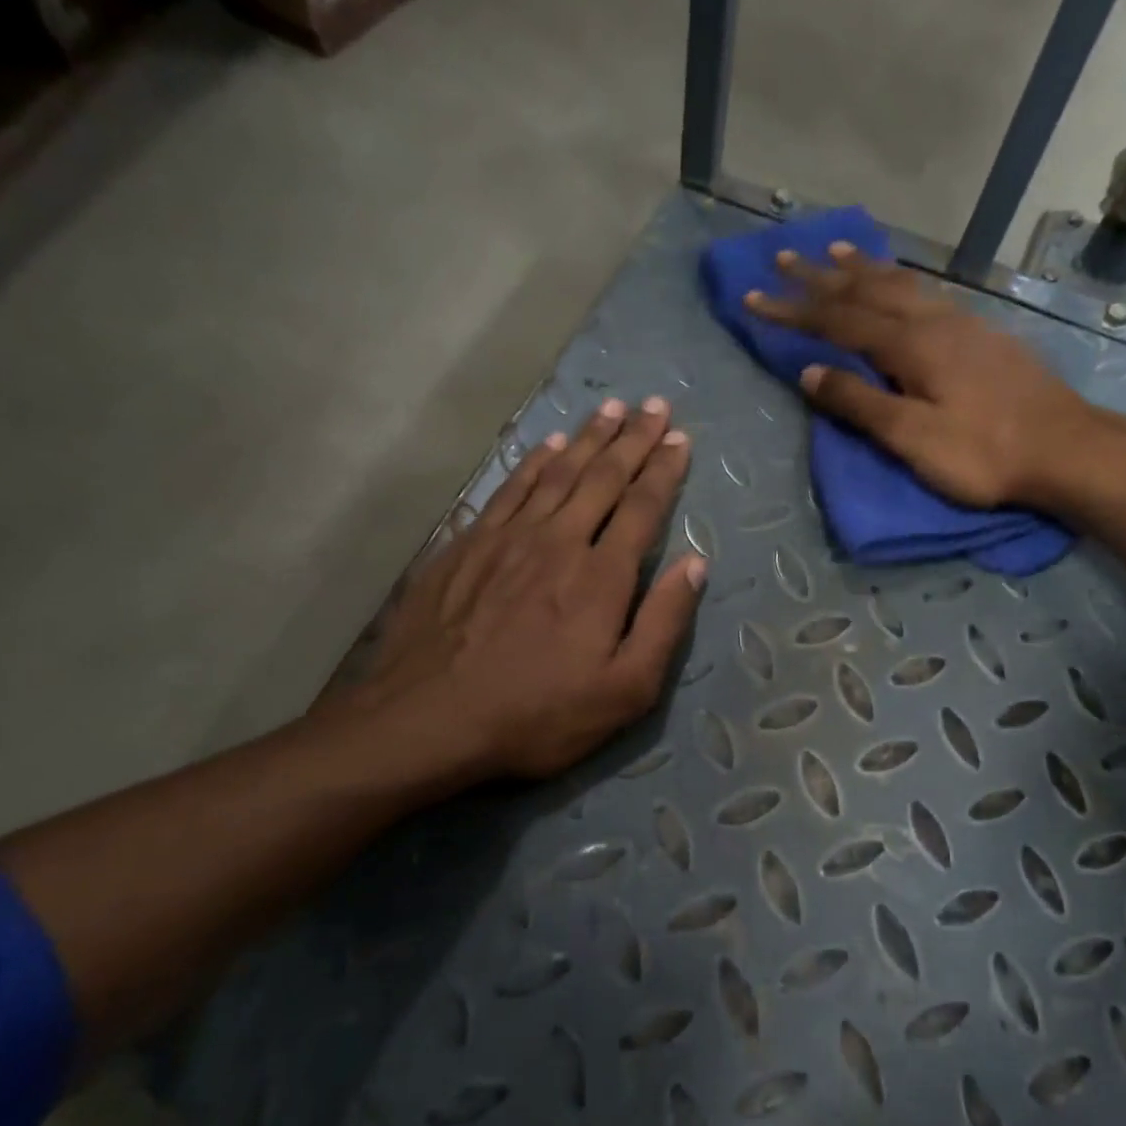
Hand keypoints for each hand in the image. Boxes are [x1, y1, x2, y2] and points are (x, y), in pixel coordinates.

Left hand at [335, 398, 704, 780]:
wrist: (429, 719)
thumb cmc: (538, 714)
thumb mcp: (624, 690)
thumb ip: (663, 624)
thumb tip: (695, 564)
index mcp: (601, 576)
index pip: (642, 507)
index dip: (664, 470)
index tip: (680, 438)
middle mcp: (558, 540)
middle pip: (601, 477)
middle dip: (632, 439)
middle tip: (654, 405)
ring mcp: (507, 538)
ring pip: (556, 473)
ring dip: (587, 438)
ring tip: (610, 409)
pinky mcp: (466, 545)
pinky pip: (510, 489)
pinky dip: (534, 462)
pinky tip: (546, 446)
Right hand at [746, 245, 1104, 510]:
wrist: (1066, 449)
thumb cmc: (984, 453)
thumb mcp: (912, 438)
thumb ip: (859, 403)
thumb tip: (809, 373)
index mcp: (911, 346)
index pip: (838, 321)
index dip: (794, 310)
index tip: (754, 297)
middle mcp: (933, 322)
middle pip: (866, 290)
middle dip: (819, 276)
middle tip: (782, 257)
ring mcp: (962, 324)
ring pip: (900, 284)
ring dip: (861, 267)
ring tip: (832, 249)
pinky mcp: (981, 335)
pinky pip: (925, 293)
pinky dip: (899, 280)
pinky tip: (898, 282)